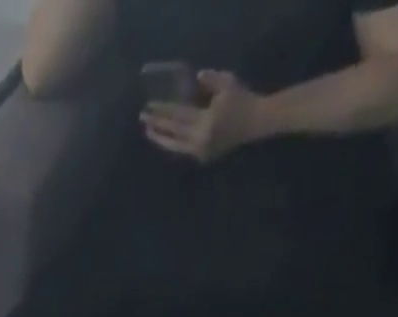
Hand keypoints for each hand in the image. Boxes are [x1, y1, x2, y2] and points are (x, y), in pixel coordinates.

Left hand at [141, 70, 262, 163]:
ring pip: (176, 147)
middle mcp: (200, 140)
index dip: (163, 112)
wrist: (254, 123)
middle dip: (157, 126)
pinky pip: (183, 150)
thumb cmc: (241, 100)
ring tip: (149, 131)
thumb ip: (210, 80)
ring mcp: (200, 152)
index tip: (149, 107)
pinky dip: (173, 144)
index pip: (178, 116)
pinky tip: (164, 138)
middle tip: (143, 119)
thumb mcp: (227, 83)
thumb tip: (196, 77)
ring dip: (161, 139)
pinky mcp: (202, 157)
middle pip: (173, 133)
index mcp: (206, 122)